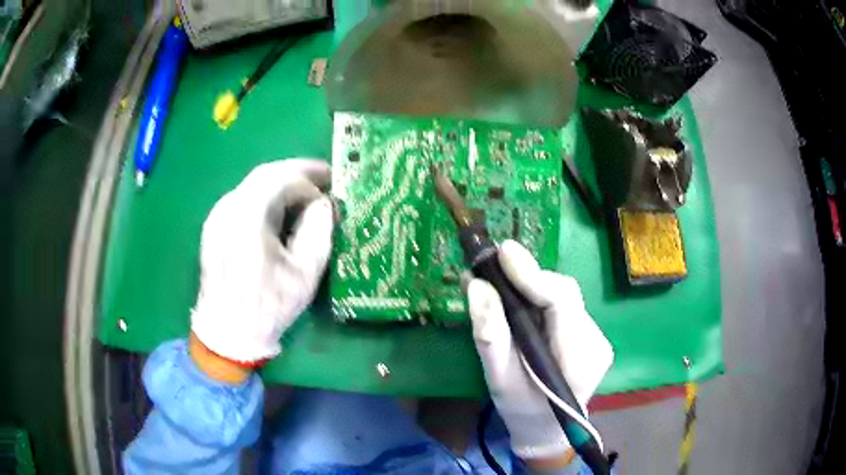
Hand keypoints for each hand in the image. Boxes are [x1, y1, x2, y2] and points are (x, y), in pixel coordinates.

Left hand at [191, 159, 333, 366]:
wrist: (227, 333)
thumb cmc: (268, 307)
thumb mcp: (305, 274)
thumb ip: (318, 231)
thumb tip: (322, 203)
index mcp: (249, 218)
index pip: (283, 179)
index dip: (311, 180)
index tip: (332, 190)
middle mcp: (228, 208)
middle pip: (266, 174)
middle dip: (298, 173)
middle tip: (324, 179)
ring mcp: (217, 215)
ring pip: (253, 184)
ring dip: (282, 184)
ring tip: (306, 195)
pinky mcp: (214, 225)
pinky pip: (243, 198)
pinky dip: (266, 197)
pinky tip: (280, 212)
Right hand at [467, 240, 613, 462]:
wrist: (547, 429)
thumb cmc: (520, 409)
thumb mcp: (498, 379)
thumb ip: (490, 336)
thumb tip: (476, 285)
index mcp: (578, 361)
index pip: (562, 303)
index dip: (532, 274)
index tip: (502, 252)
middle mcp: (597, 343)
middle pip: (565, 294)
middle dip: (529, 278)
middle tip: (494, 268)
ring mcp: (598, 338)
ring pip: (565, 296)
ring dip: (533, 288)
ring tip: (502, 286)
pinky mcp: (592, 335)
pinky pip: (565, 305)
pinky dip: (540, 299)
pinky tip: (522, 306)